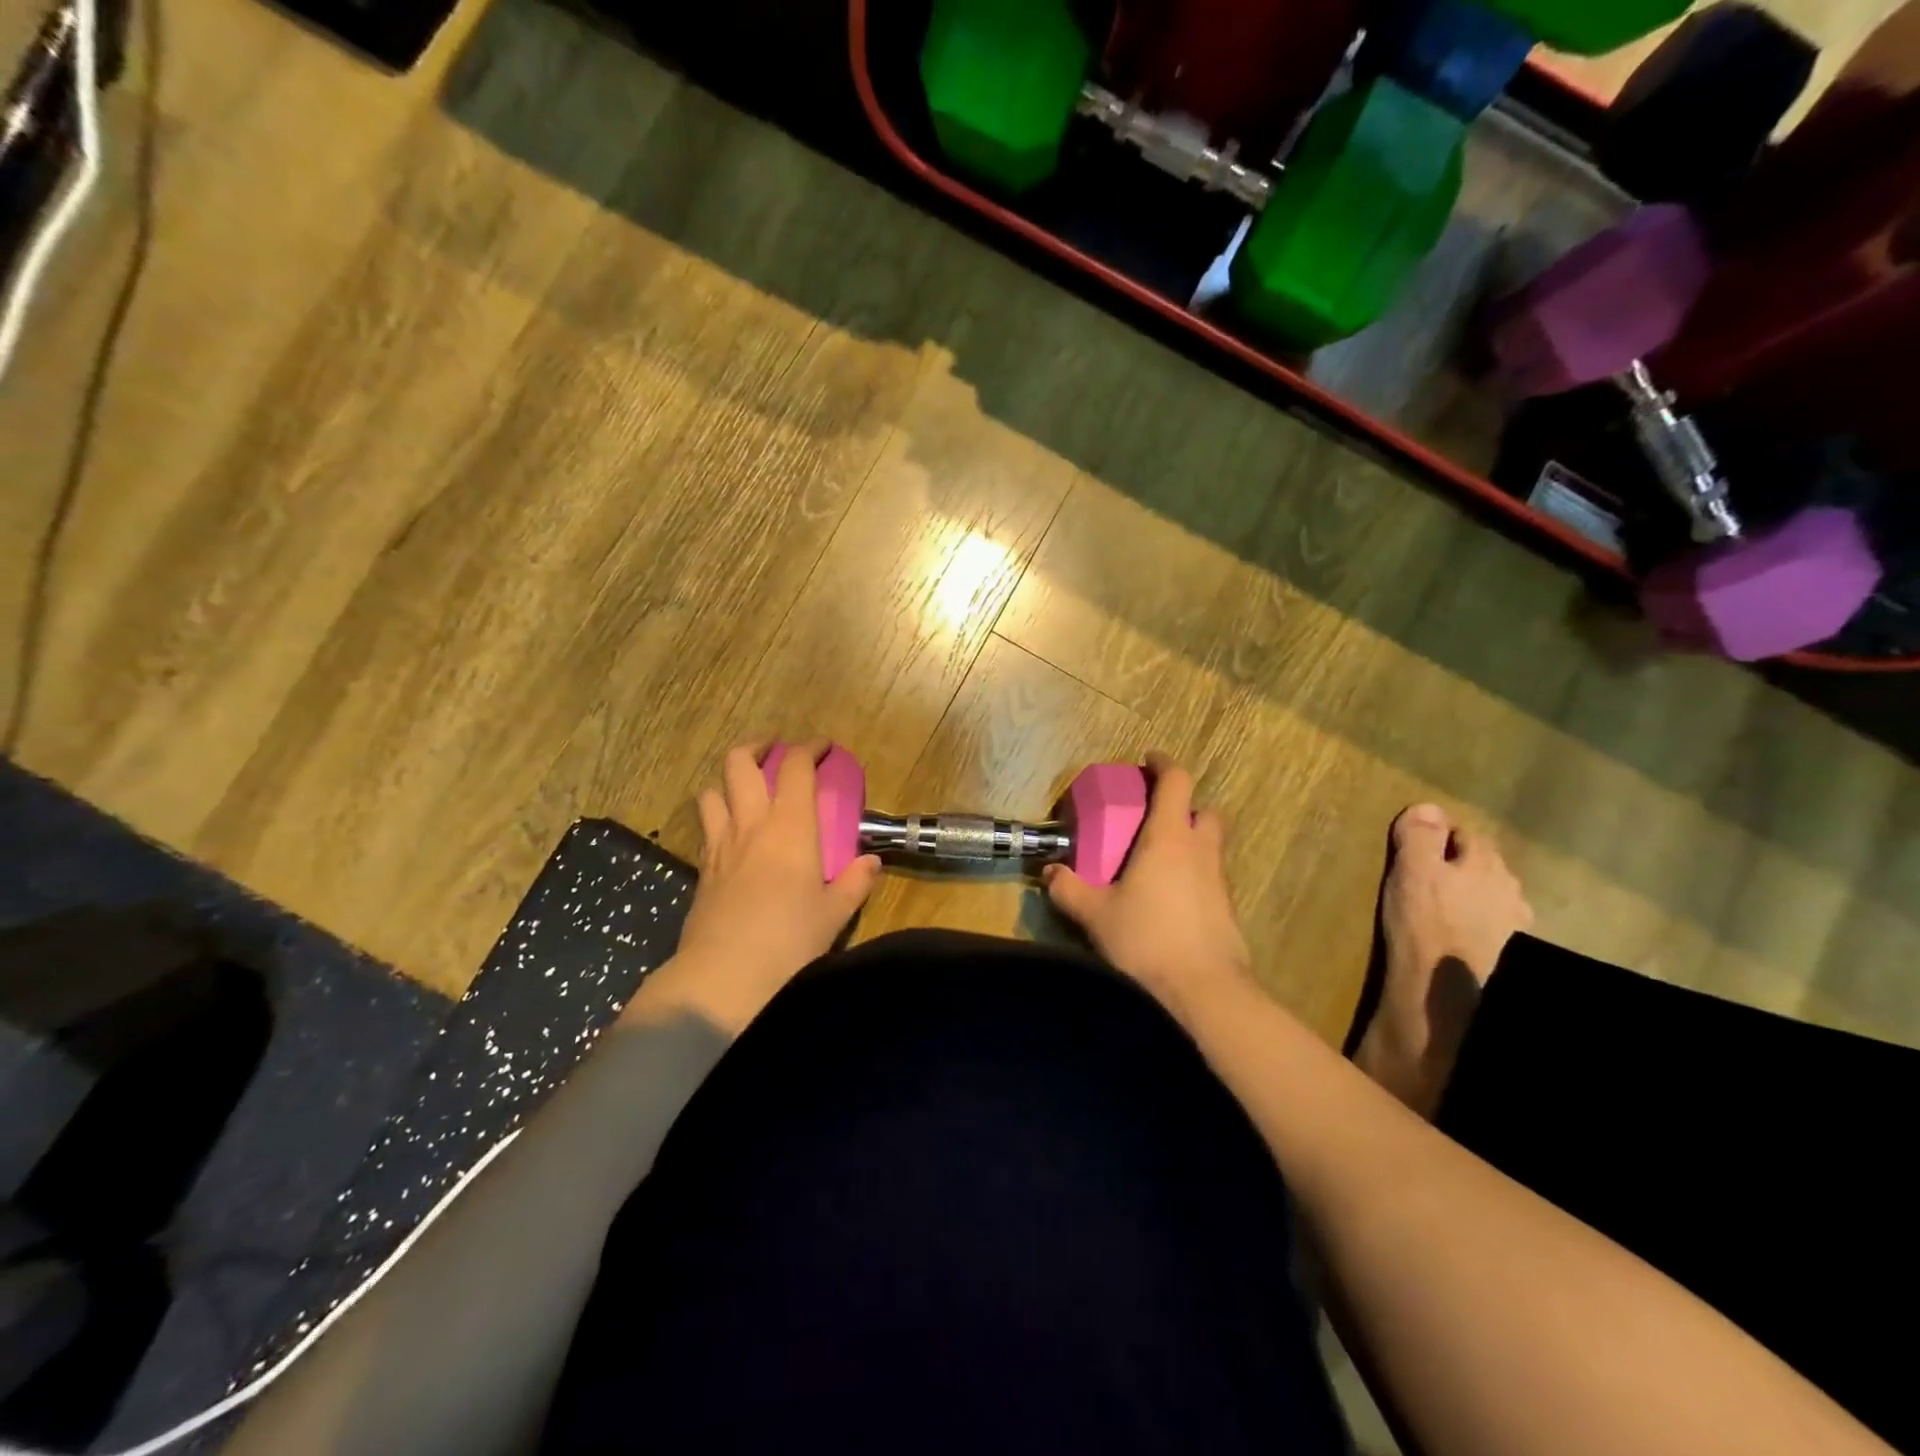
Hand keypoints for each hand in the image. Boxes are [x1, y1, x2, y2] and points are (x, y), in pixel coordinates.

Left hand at [631, 741, 880, 1034]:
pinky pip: (706, 826)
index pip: (795, 767)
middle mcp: (751, 824)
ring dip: (729, 780)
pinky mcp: (701, 868)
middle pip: (740, 762)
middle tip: (775, 751)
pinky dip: (718, 815)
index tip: (822, 746)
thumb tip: (871, 863)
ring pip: (712, 789)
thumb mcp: (834, 914)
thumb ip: (854, 883)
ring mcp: (720, 844)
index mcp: (791, 826)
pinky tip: (733, 834)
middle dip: (758, 747)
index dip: (808, 747)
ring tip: (747, 789)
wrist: (725, 975)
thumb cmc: (789, 940)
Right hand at [1042, 753, 1252, 1023]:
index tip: (1148, 761)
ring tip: (1156, 861)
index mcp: (1169, 838)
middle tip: (1154, 818)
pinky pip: (1210, 877)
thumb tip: (1049, 873)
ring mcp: (1219, 881)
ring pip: (1209, 845)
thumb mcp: (1096, 914)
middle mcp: (1200, 850)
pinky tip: (1168, 899)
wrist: (1204, 993)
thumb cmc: (1147, 940)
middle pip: (1204, 810)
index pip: (1177, 782)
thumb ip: (1069, 889)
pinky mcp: (1227, 910)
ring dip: (1189, 841)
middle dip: (1183, 806)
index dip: (1164, 765)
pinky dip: (1192, 874)